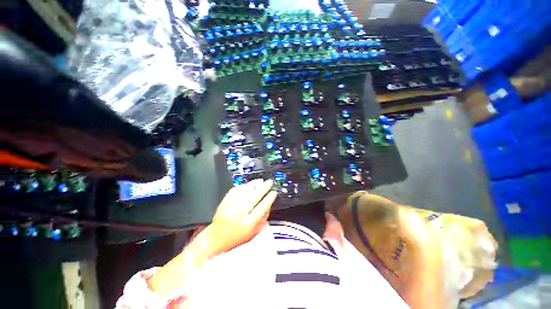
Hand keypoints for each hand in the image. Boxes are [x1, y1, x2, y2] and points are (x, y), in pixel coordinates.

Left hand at [207, 179, 276, 252]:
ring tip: (261, 181)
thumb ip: (263, 218)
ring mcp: (231, 206)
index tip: (274, 193)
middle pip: (255, 196)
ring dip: (255, 184)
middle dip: (264, 187)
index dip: (269, 198)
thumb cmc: (237, 237)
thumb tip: (269, 203)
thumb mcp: (253, 232)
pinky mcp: (225, 201)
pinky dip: (244, 185)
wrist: (217, 237)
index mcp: (248, 223)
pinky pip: (236, 190)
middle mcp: (239, 213)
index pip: (262, 207)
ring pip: (245, 191)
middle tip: (269, 182)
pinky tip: (249, 184)